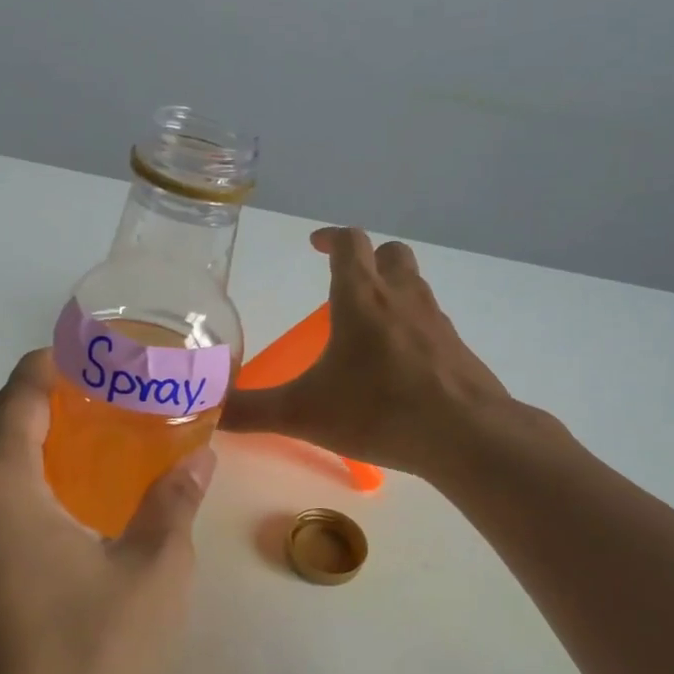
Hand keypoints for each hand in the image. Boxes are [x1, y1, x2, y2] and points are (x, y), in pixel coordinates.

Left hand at [0, 350, 214, 673]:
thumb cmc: (84, 668)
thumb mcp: (151, 579)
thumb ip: (173, 504)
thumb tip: (200, 455)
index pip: (17, 393)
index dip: (53, 365)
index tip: (95, 359)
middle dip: (34, 398)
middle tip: (98, 404)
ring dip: (13, 437)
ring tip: (79, 446)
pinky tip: (51, 505)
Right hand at [222, 227, 539, 480]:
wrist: (465, 435)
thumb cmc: (379, 411)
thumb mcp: (303, 413)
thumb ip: (251, 411)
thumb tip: (208, 410)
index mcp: (362, 298)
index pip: (349, 243)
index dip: (330, 238)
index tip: (315, 246)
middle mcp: (402, 298)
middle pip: (390, 254)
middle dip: (366, 259)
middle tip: (344, 283)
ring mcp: (436, 321)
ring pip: (415, 285)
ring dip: (391, 290)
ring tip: (367, 325)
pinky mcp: (457, 348)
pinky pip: (431, 321)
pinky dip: (412, 326)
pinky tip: (398, 364)